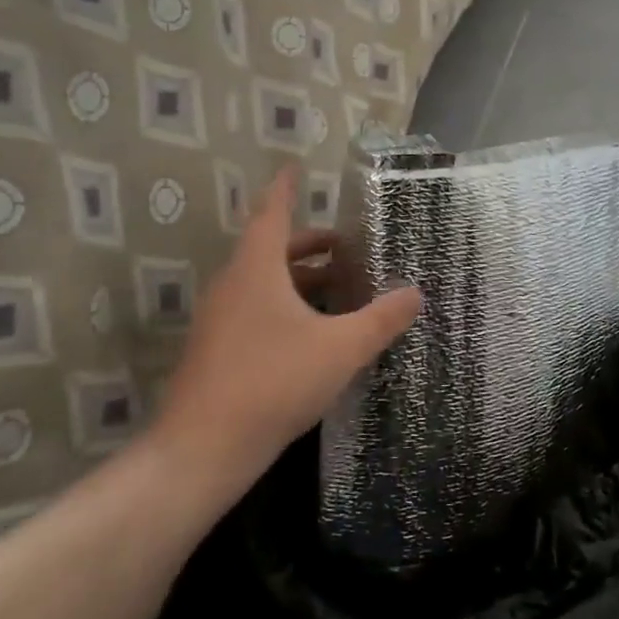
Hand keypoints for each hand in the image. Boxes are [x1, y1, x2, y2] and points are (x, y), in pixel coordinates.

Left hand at [157, 168, 421, 496]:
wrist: (202, 449)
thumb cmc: (273, 382)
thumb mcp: (341, 348)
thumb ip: (381, 319)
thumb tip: (416, 293)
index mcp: (256, 270)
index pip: (271, 213)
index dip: (284, 189)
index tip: (293, 168)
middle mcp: (232, 285)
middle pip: (270, 249)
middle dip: (307, 243)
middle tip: (343, 245)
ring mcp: (220, 319)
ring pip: (262, 282)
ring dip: (298, 278)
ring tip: (338, 287)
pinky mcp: (217, 350)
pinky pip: (255, 309)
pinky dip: (285, 305)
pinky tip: (313, 332)